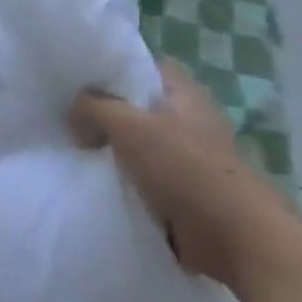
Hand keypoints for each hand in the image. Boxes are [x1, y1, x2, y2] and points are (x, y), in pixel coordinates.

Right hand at [69, 59, 293, 291]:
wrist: (234, 237)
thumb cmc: (184, 168)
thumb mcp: (126, 124)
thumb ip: (92, 107)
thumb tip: (74, 114)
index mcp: (184, 92)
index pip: (143, 64)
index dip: (112, 65)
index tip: (78, 75)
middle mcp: (188, 117)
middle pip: (136, 102)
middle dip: (104, 107)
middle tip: (67, 111)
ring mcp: (187, 154)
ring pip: (136, 138)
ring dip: (110, 144)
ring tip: (74, 143)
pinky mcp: (183, 187)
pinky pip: (141, 171)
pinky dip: (120, 173)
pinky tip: (94, 174)